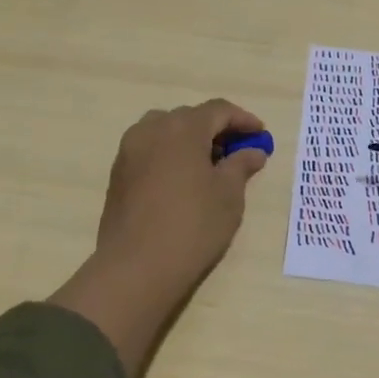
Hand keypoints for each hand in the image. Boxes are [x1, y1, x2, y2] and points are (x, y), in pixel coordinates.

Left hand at [51, 100, 269, 377]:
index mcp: (182, 128)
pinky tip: (183, 182)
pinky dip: (170, 156)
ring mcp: (129, 151)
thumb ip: (241, 165)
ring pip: (165, 132)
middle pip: (190, 118)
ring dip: (190, 141)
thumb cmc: (193, 225)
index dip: (243, 119)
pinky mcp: (118, 174)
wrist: (137, 266)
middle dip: (216, 130)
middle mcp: (151, 129)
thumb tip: (253, 151)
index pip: (218, 110)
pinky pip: (149, 151)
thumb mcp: (229, 195)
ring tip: (209, 166)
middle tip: (237, 152)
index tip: (260, 135)